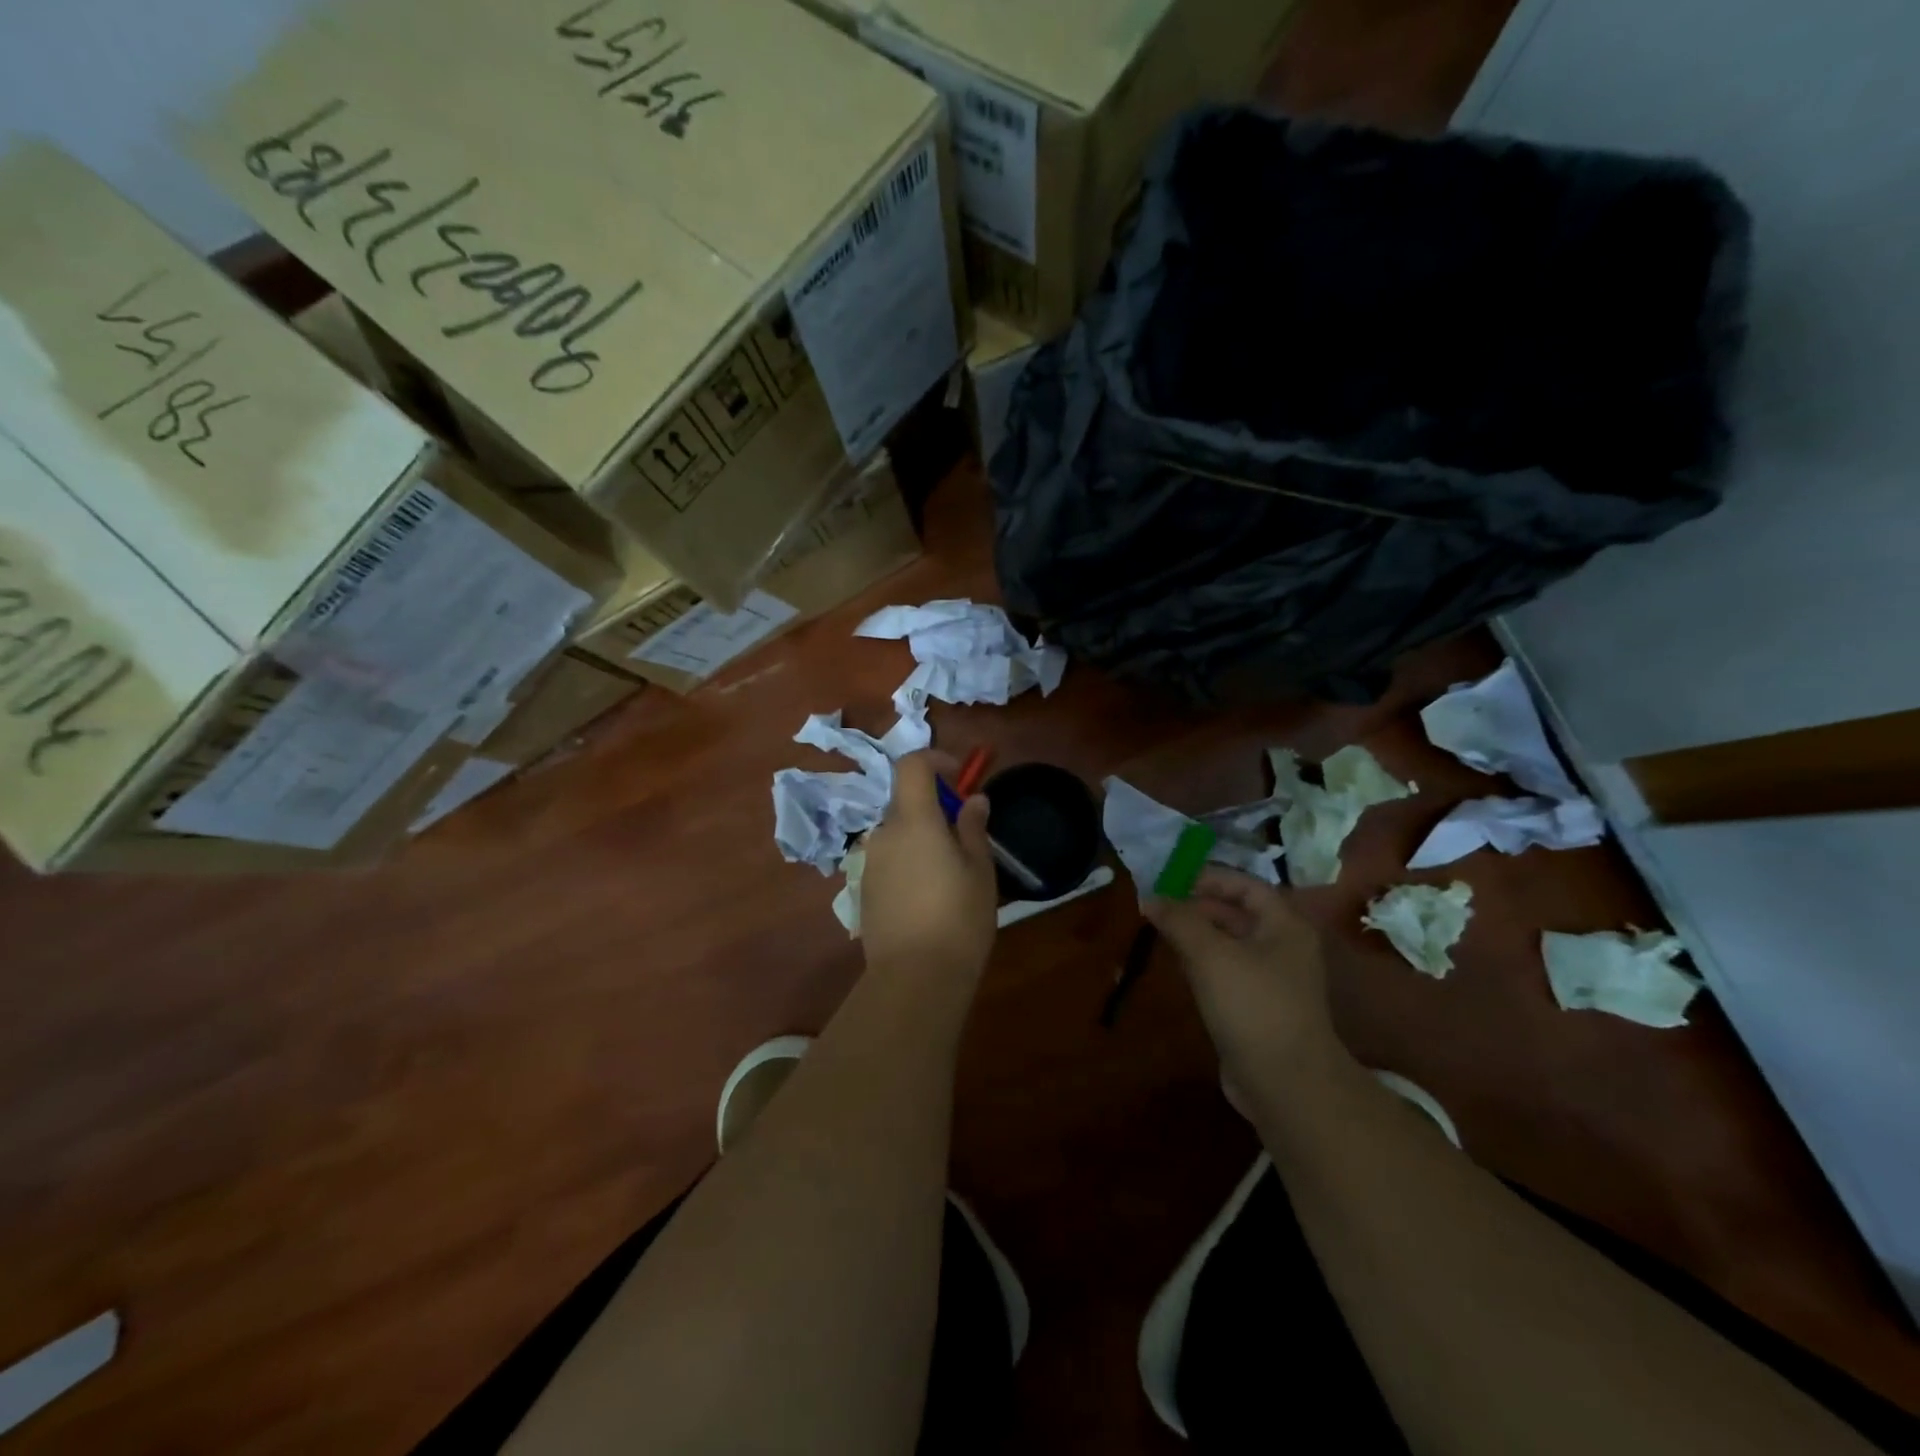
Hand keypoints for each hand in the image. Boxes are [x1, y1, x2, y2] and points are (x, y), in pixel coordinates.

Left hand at [859, 753, 999, 981]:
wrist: (914, 978)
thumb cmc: (958, 918)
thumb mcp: (979, 870)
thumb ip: (973, 828)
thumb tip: (973, 800)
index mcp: (913, 820)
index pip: (912, 765)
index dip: (935, 760)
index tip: (960, 778)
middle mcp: (884, 834)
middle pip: (906, 801)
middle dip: (934, 806)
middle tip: (965, 834)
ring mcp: (870, 863)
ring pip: (898, 833)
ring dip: (922, 836)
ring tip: (951, 871)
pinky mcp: (865, 890)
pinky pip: (889, 860)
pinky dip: (909, 861)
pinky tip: (929, 897)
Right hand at [1147, 867, 1353, 1109]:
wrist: (1286, 1084)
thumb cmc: (1253, 1005)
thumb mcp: (1210, 955)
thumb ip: (1179, 921)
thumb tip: (1150, 897)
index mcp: (1284, 925)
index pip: (1246, 885)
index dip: (1209, 878)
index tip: (1171, 879)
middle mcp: (1283, 947)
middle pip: (1237, 913)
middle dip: (1198, 906)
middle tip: (1159, 906)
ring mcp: (1272, 980)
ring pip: (1230, 944)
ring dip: (1197, 934)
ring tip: (1161, 931)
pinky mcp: (1258, 1009)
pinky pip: (1227, 972)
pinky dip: (1203, 963)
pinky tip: (1178, 966)